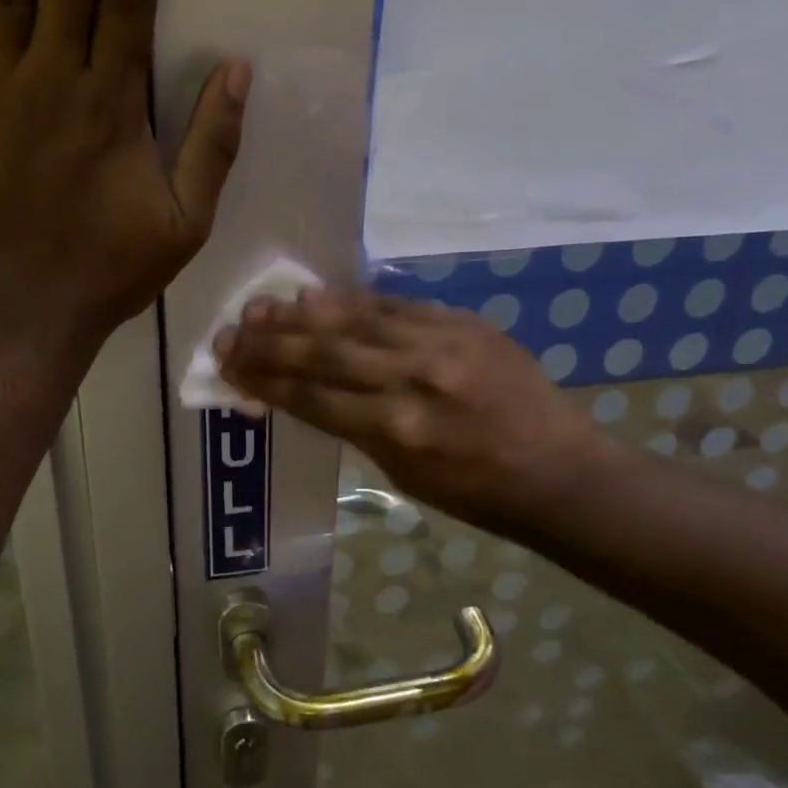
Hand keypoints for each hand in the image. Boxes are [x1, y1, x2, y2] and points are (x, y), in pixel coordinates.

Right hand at [216, 288, 612, 535]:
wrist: (559, 471)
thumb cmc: (475, 492)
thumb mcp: (401, 474)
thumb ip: (350, 428)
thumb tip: (301, 392)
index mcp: (394, 432)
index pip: (311, 397)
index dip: (264, 380)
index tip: (228, 366)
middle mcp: (411, 381)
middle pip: (323, 354)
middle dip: (269, 343)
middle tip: (228, 333)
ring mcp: (440, 345)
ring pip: (354, 321)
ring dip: (300, 314)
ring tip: (259, 306)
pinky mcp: (462, 323)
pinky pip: (394, 305)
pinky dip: (352, 300)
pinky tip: (316, 295)